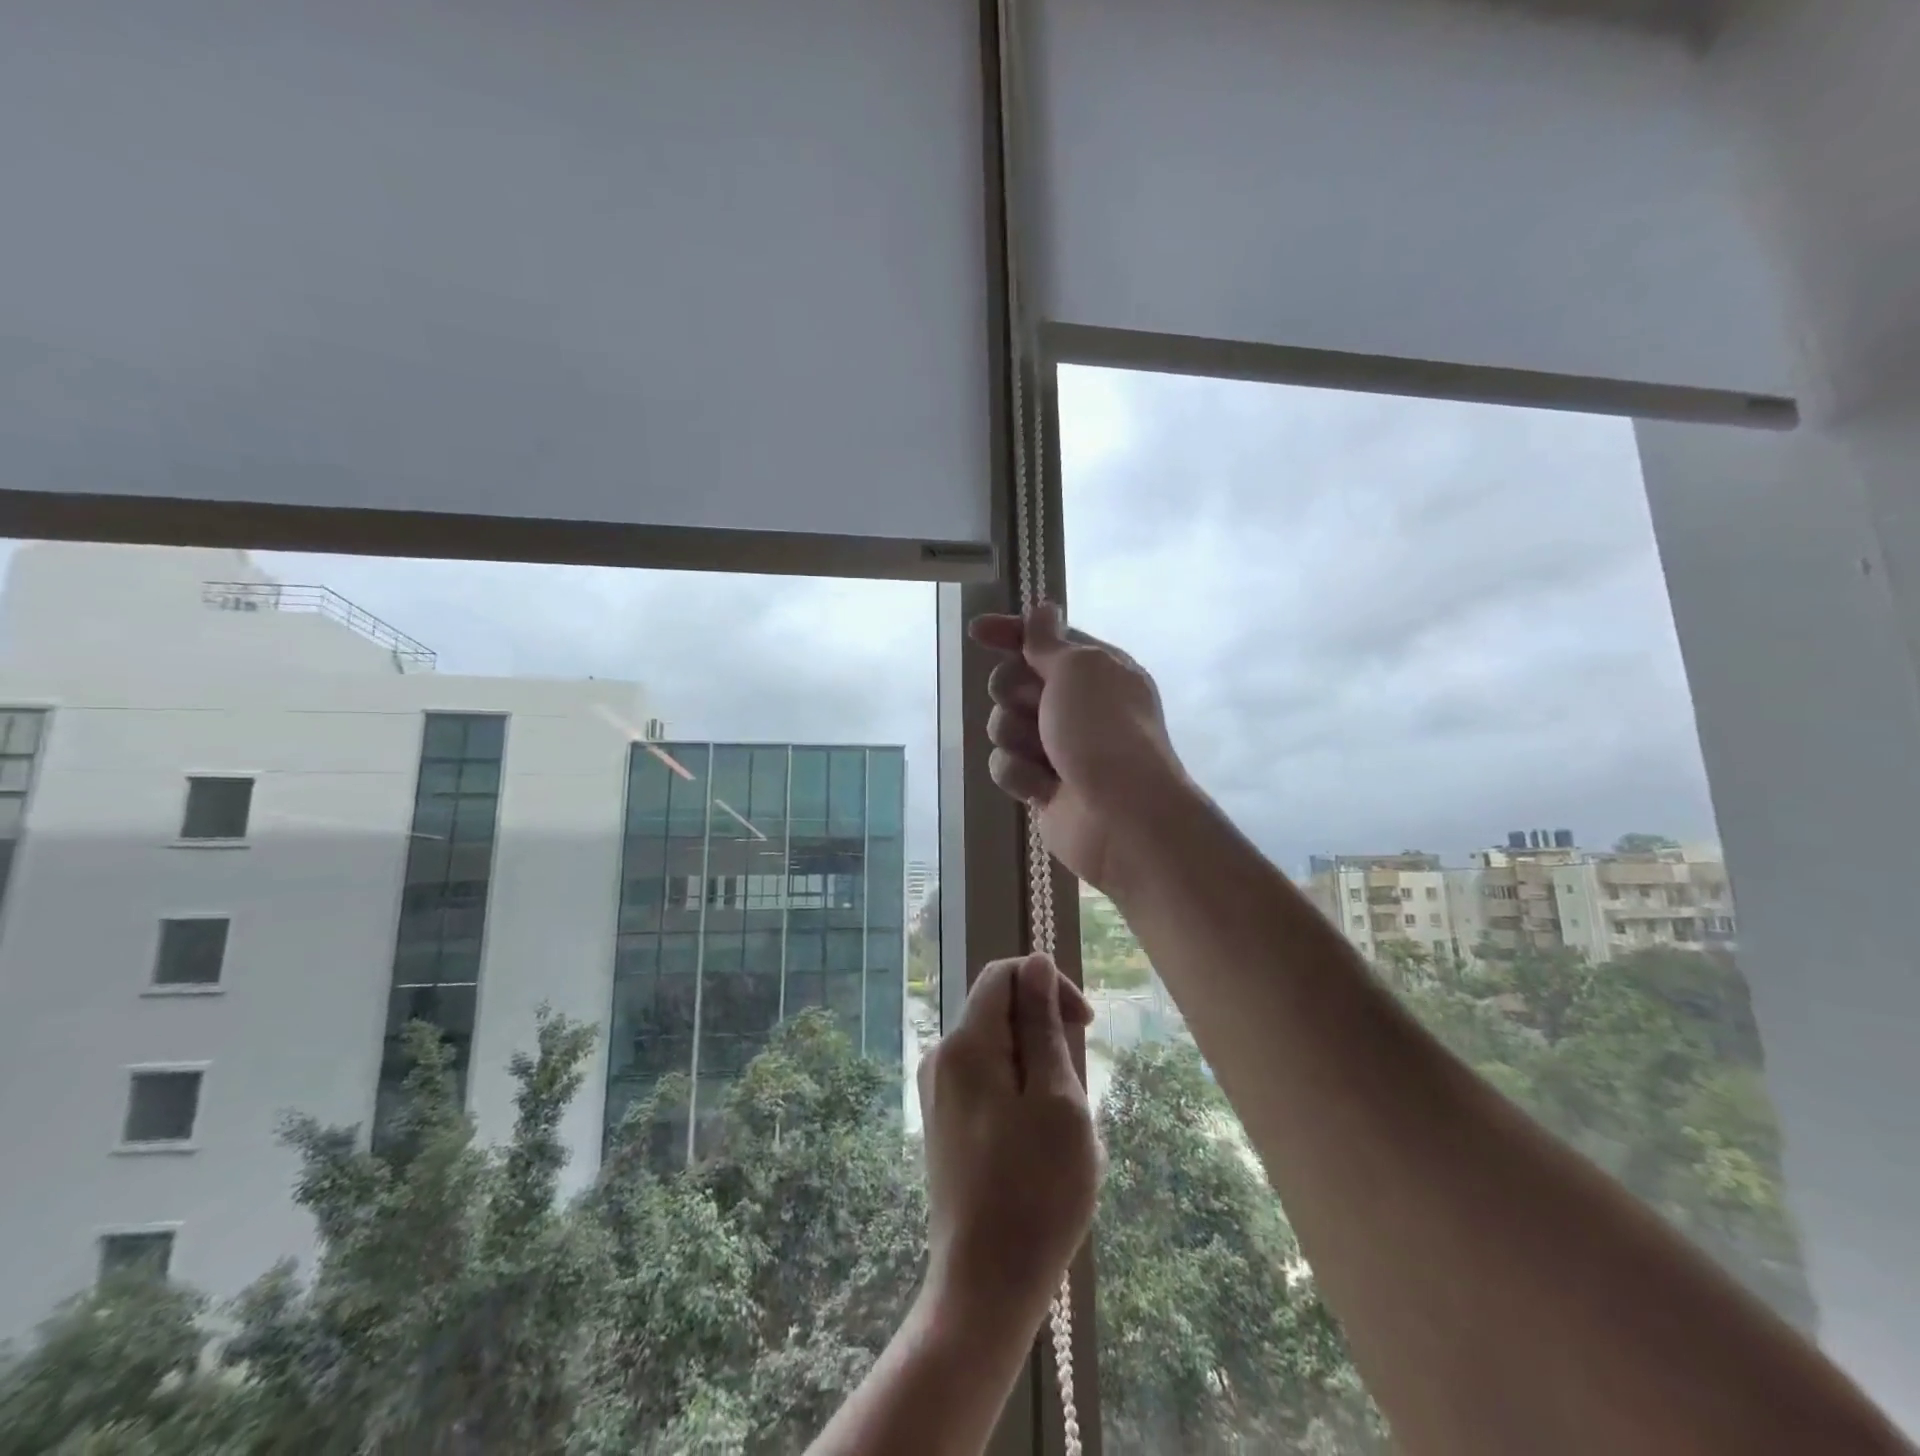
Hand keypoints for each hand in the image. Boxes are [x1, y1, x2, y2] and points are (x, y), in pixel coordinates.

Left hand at [918, 954, 1100, 1338]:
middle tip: (1076, 1095)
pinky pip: (988, 1082)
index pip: (1003, 975)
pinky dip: (1021, 1096)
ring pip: (999, 1050)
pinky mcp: (944, 1121)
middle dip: (1046, 1036)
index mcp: (966, 1043)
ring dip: (1039, 1072)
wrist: (984, 1286)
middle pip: (1000, 1012)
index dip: (1048, 985)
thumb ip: (1042, 1024)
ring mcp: (938, 1092)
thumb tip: (1036, 964)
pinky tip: (1040, 1147)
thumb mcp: (1057, 1098)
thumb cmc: (1035, 1191)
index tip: (1085, 1025)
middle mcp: (942, 1057)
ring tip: (1063, 1130)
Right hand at [970, 603, 1186, 890]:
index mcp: (1095, 670)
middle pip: (1014, 681)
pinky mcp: (1041, 785)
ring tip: (1043, 754)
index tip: (976, 631)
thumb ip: (1049, 641)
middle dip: (1012, 691)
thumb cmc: (1103, 730)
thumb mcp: (1078, 669)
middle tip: (1033, 705)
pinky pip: (1006, 765)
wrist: (1123, 816)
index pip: (1044, 640)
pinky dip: (1019, 773)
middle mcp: (1077, 704)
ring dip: (1015, 735)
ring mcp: (1058, 746)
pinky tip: (1042, 787)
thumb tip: (1044, 609)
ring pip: (1004, 724)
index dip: (1010, 632)